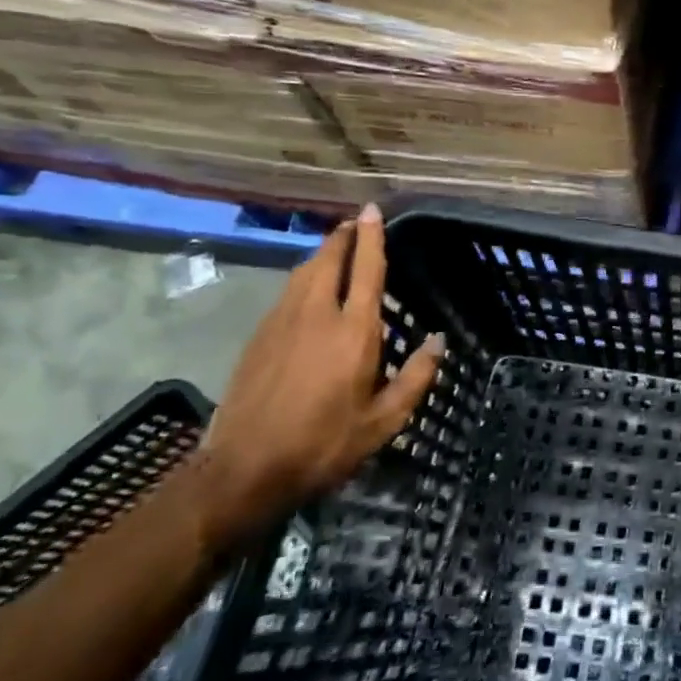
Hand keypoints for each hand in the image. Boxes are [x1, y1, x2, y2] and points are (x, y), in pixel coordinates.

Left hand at [192, 204, 443, 547]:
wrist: (243, 470)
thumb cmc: (324, 444)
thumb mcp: (384, 421)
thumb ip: (415, 377)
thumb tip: (437, 341)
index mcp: (353, 333)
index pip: (367, 270)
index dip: (372, 237)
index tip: (373, 210)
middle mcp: (316, 316)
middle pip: (329, 260)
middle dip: (343, 237)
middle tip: (355, 222)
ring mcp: (280, 324)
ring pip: (303, 273)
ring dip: (322, 254)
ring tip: (336, 248)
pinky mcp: (258, 338)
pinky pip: (286, 293)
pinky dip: (304, 278)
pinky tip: (309, 289)